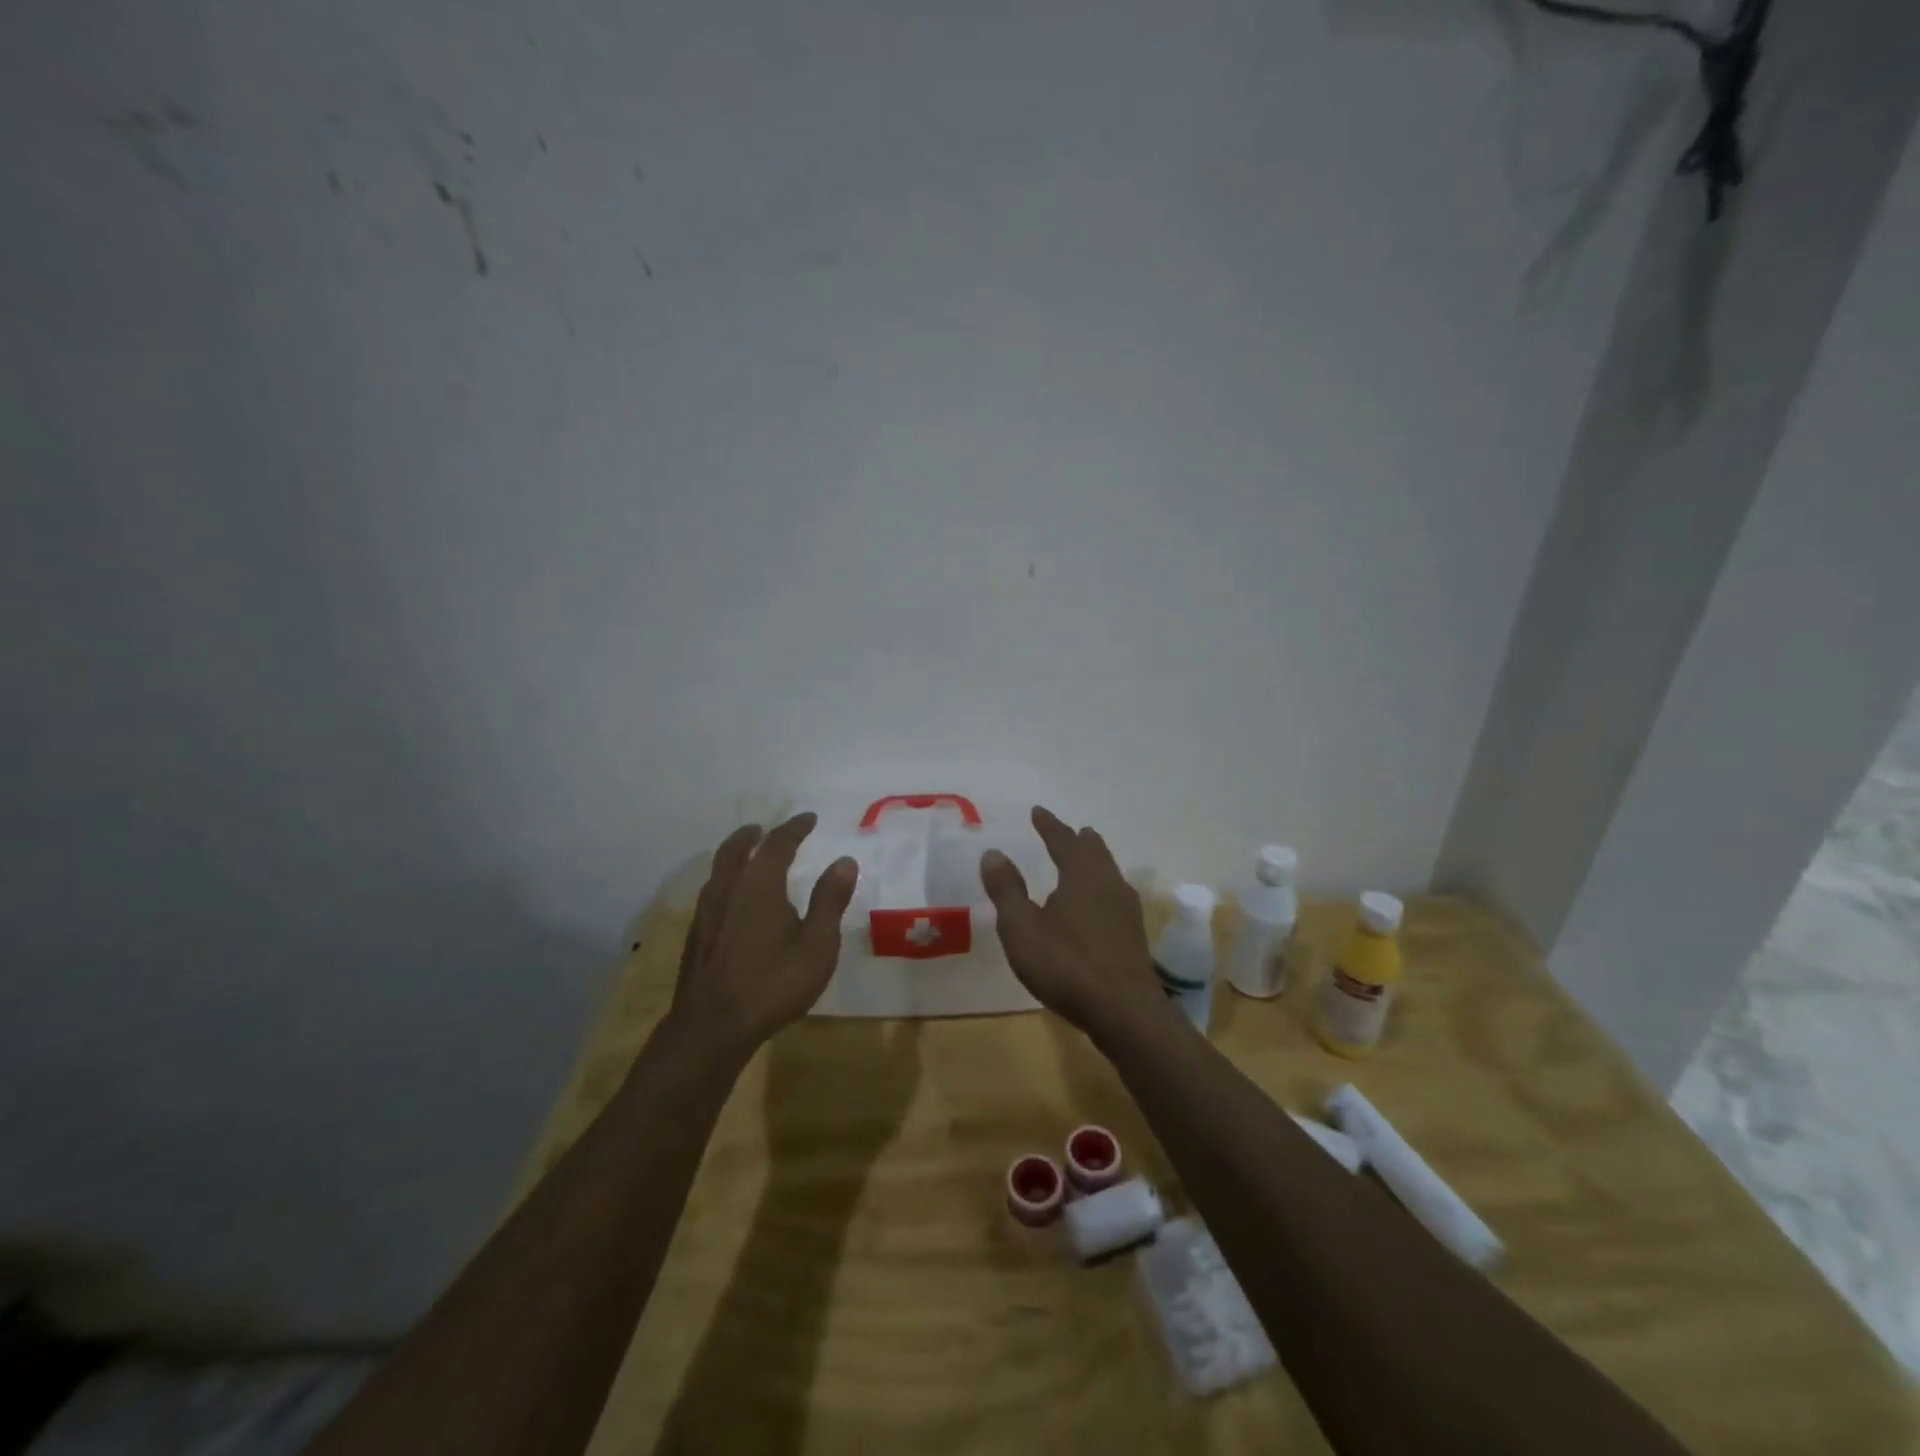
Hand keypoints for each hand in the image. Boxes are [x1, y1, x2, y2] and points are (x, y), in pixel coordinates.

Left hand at [671, 813, 858, 1058]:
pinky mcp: (696, 935)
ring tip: (748, 856)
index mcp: (759, 884)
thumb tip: (844, 860)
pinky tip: (733, 900)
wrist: (712, 1028)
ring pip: (719, 869)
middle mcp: (728, 888)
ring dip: (735, 855)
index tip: (809, 818)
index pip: (778, 843)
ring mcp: (707, 912)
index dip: (795, 827)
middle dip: (753, 835)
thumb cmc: (773, 983)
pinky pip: (712, 891)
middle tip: (765, 828)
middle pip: (736, 849)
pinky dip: (725, 880)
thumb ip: (830, 900)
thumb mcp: (817, 945)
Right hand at [980, 806, 1169, 1037]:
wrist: (1124, 1011)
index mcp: (1082, 873)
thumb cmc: (1066, 963)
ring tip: (1082, 862)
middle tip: (1068, 832)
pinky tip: (1096, 906)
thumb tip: (994, 852)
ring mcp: (1126, 909)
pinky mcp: (1133, 935)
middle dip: (1078, 840)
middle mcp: (1108, 883)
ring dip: (1093, 862)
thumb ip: (1007, 889)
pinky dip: (1100, 888)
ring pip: (1109, 873)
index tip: (1038, 811)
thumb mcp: (1021, 927)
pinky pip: (1114, 896)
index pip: (1063, 839)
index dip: (1049, 825)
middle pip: (1094, 851)